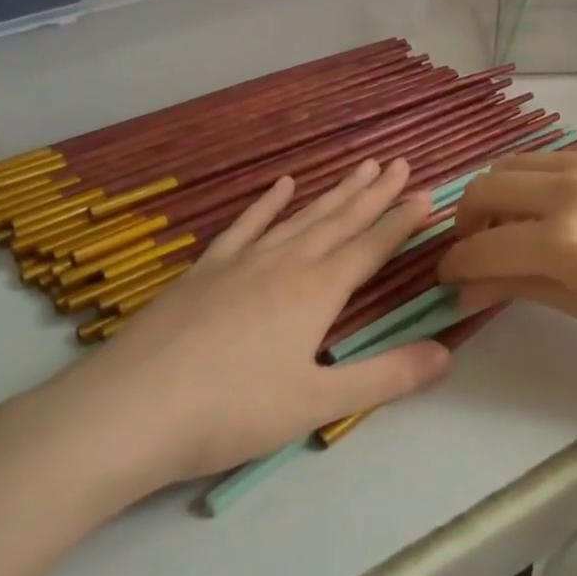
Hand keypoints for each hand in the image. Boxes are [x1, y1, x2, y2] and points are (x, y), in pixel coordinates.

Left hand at [17, 159, 450, 515]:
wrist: (130, 409)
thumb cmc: (231, 412)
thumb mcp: (317, 403)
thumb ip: (385, 377)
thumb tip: (446, 353)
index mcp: (316, 292)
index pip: (370, 248)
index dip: (401, 221)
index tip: (427, 194)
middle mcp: (285, 264)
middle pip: (339, 221)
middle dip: (374, 194)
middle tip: (399, 164)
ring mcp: (241, 261)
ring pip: (300, 217)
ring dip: (333, 192)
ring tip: (359, 167)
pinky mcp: (205, 269)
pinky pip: (246, 225)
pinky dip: (267, 203)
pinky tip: (281, 185)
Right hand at [438, 136, 576, 350]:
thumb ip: (523, 289)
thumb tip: (467, 289)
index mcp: (566, 242)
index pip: (480, 248)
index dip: (455, 265)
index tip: (451, 276)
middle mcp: (572, 187)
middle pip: (484, 188)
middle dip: (467, 221)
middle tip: (482, 247)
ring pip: (517, 163)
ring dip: (503, 194)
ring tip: (522, 222)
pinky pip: (561, 155)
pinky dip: (548, 180)